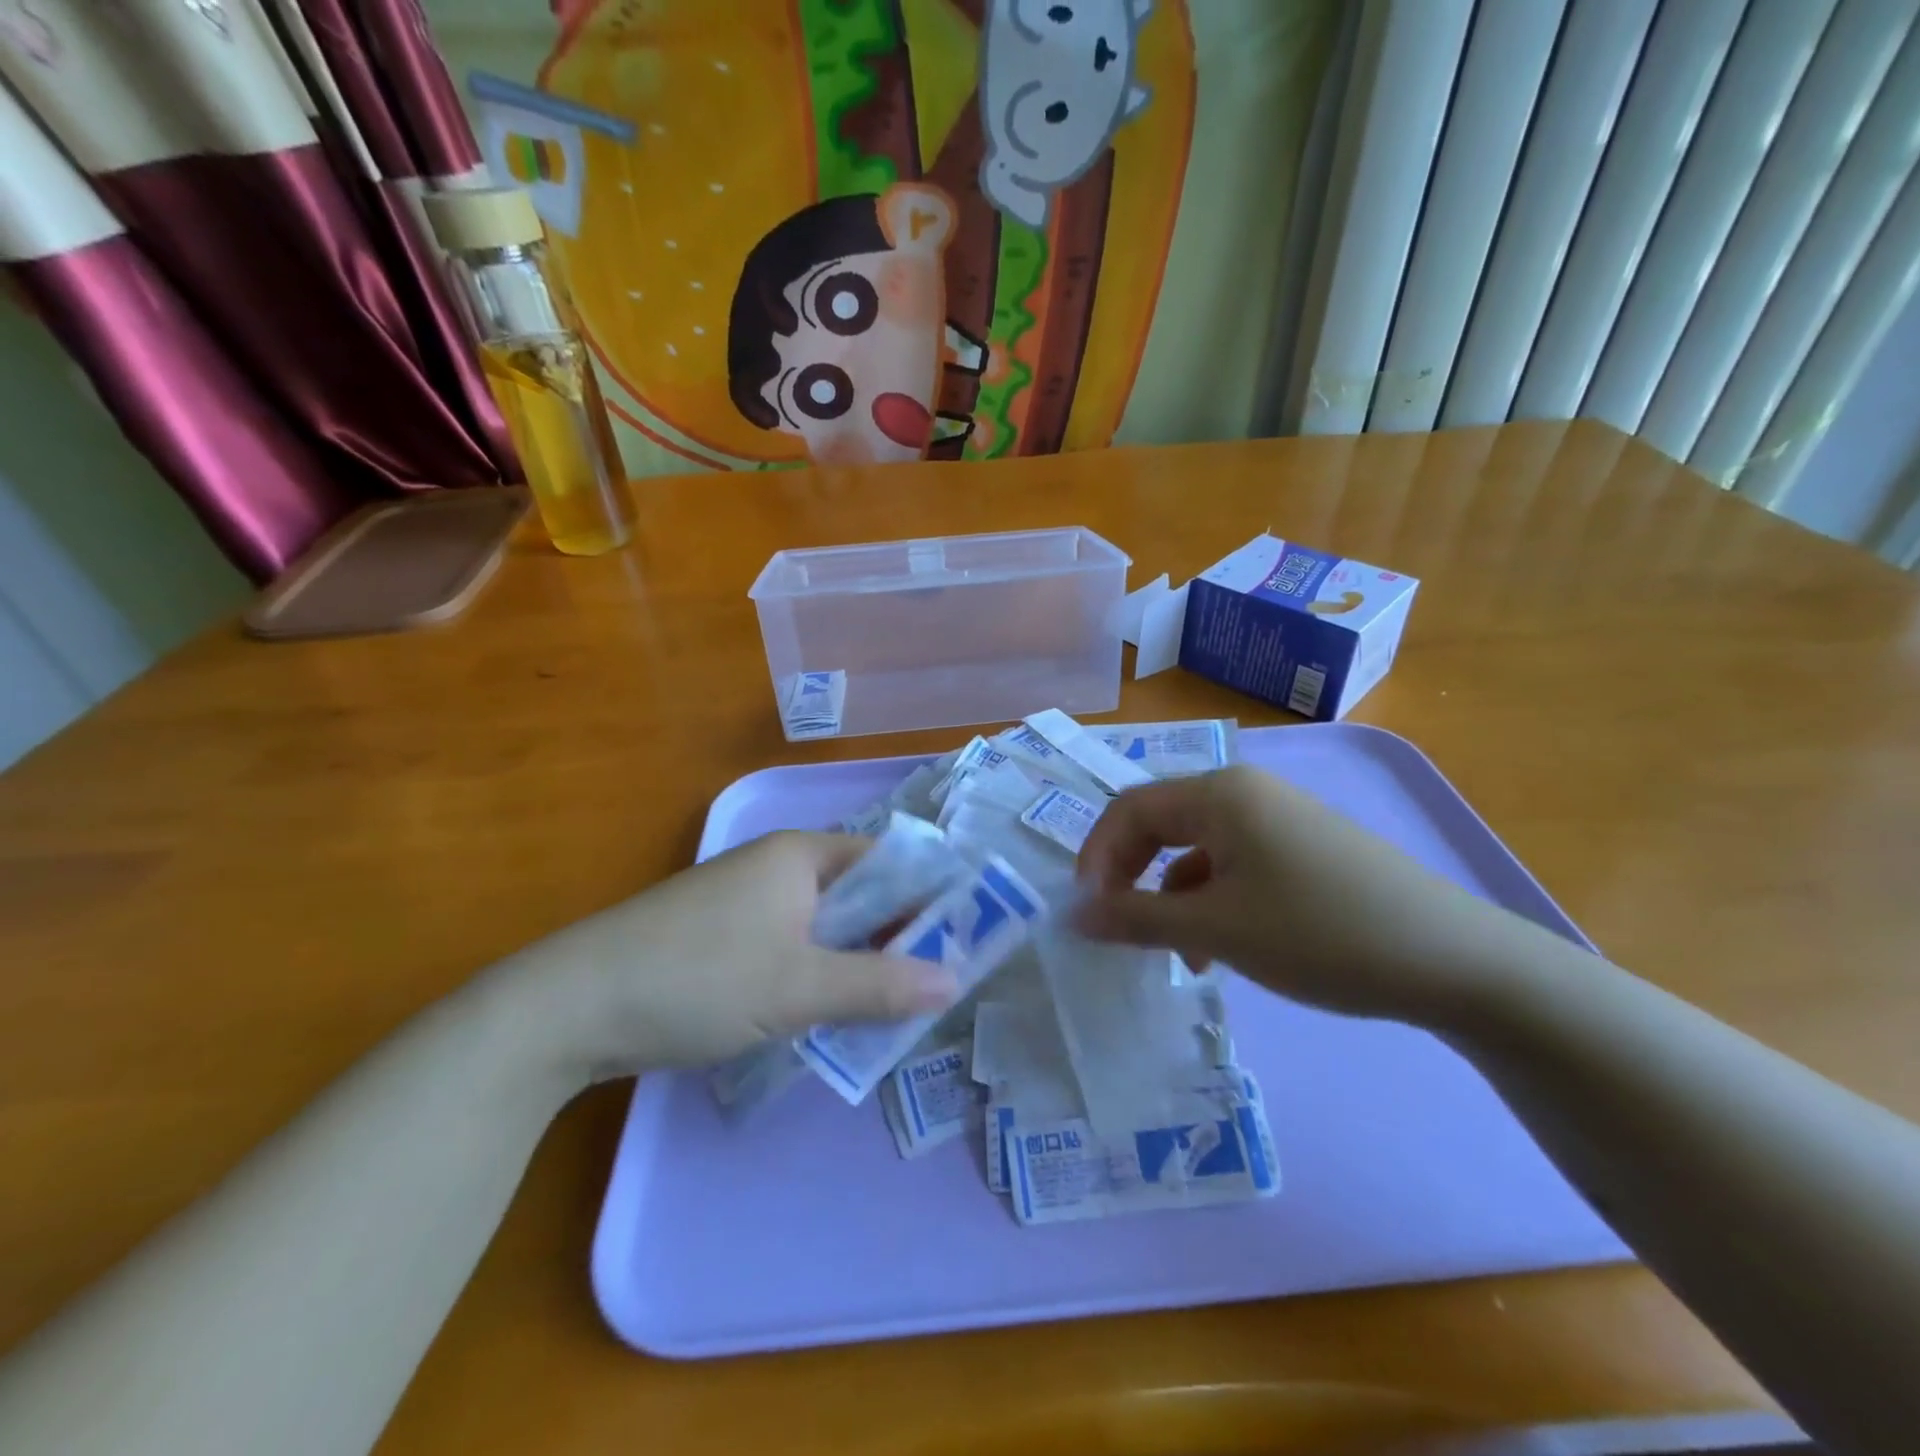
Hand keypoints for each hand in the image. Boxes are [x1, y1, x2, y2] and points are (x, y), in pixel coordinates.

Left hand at [523, 832, 958, 1079]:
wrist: (569, 1008)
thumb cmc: (698, 978)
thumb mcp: (798, 987)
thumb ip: (880, 985)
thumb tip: (955, 981)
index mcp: (800, 855)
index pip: (887, 862)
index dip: (927, 896)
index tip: (963, 941)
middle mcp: (777, 867)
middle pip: (858, 895)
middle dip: (896, 938)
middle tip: (934, 986)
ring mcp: (746, 904)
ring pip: (825, 928)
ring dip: (857, 962)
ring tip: (894, 1008)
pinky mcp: (722, 940)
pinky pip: (791, 948)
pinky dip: (817, 975)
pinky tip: (829, 1013)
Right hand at [1073, 766, 1537, 1028]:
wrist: (1454, 961)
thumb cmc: (1320, 934)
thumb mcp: (1216, 929)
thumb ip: (1135, 918)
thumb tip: (1074, 914)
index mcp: (1219, 793)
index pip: (1129, 810)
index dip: (1097, 858)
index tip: (1088, 914)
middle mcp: (1245, 792)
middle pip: (1161, 825)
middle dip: (1132, 877)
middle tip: (1120, 928)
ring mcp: (1279, 819)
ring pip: (1197, 851)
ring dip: (1172, 897)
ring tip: (1181, 955)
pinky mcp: (1303, 849)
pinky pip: (1234, 865)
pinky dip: (1212, 902)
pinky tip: (1222, 948)